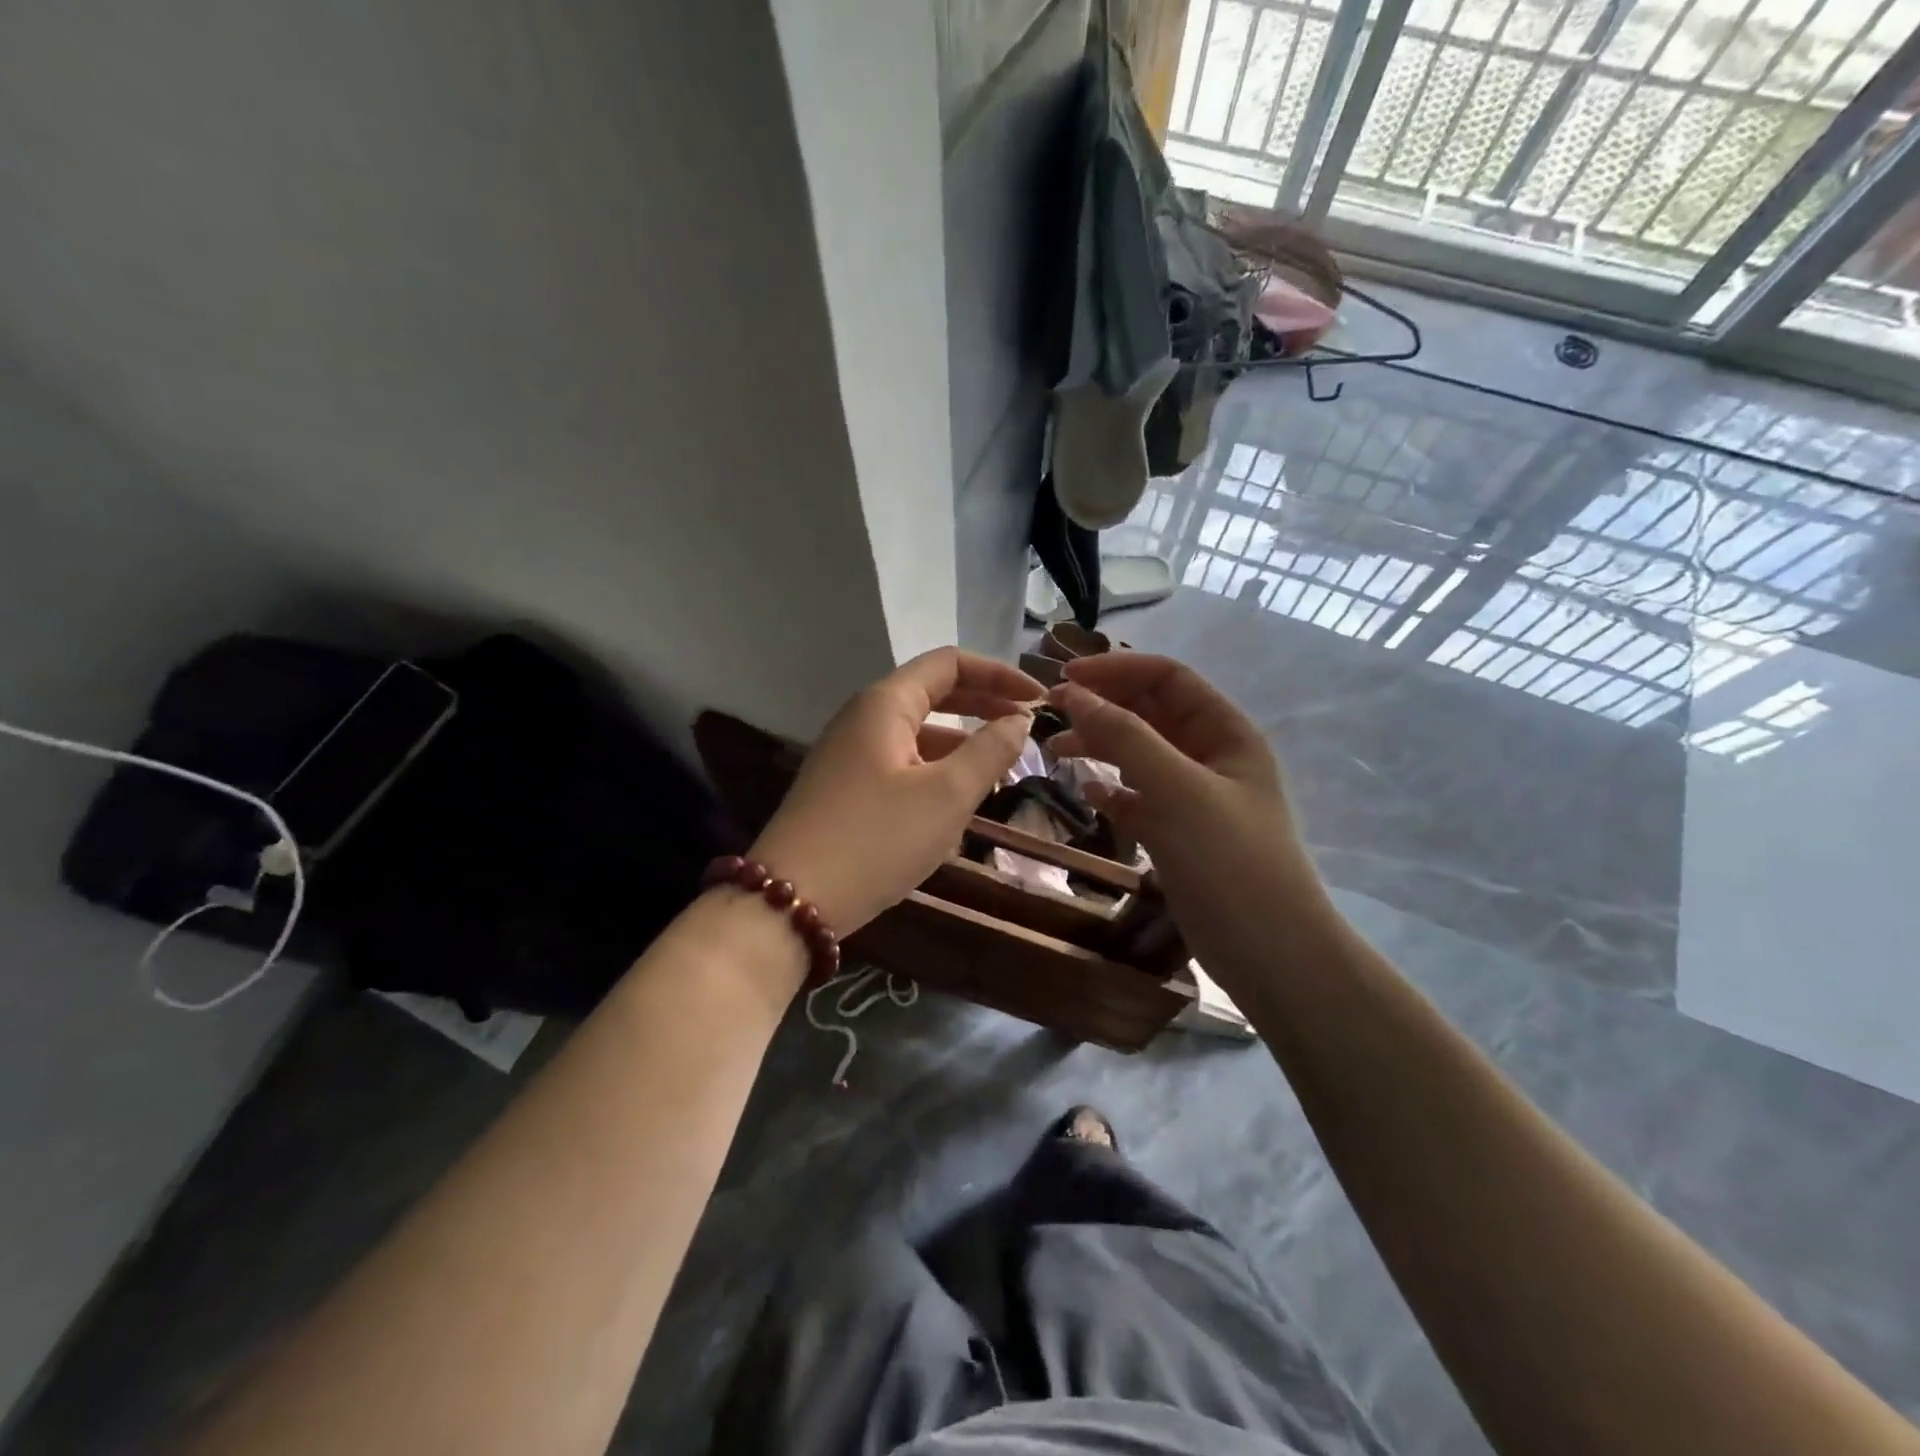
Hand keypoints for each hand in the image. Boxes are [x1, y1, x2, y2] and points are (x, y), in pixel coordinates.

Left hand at [748, 648, 1043, 935]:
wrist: (792, 900)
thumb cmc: (876, 839)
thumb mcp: (946, 795)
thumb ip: (990, 751)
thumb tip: (1019, 720)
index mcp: (885, 704)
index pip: (949, 664)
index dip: (999, 674)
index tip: (1038, 699)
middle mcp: (863, 719)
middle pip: (933, 695)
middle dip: (984, 707)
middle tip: (1026, 729)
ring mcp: (850, 755)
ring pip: (918, 735)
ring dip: (962, 745)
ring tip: (1001, 771)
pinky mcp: (845, 789)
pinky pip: (901, 766)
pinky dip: (936, 773)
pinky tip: (957, 806)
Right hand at [1046, 654, 1332, 994]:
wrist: (1269, 953)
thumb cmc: (1229, 860)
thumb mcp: (1177, 789)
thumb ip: (1125, 737)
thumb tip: (1073, 693)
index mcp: (1225, 732)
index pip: (1168, 678)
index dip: (1117, 669)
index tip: (1064, 678)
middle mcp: (1210, 756)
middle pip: (1150, 712)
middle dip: (1102, 706)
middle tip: (1050, 713)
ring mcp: (1193, 797)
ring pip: (1139, 755)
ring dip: (1099, 746)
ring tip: (1055, 752)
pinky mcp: (1178, 833)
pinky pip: (1138, 798)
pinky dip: (1112, 791)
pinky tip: (1087, 794)